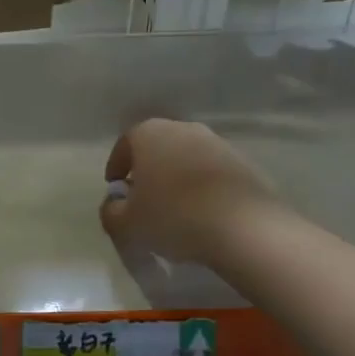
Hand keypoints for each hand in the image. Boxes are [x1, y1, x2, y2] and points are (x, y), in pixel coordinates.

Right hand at [99, 119, 279, 266]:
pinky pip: (211, 174)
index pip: (124, 145)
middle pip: (157, 148)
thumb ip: (111, 212)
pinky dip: (202, 188)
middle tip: (143, 199)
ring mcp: (217, 143)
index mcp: (149, 134)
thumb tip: (114, 205)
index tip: (116, 190)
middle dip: (148, 171)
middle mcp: (183, 129)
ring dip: (177, 178)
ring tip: (175, 209)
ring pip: (186, 159)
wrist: (242, 226)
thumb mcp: (127, 223)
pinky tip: (202, 213)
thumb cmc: (173, 217)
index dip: (116, 167)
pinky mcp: (243, 163)